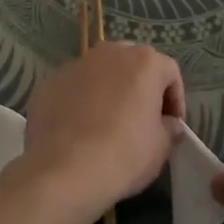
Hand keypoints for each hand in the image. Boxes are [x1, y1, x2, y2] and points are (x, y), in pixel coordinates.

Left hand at [13, 43, 185, 216]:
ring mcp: (75, 64)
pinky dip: (80, 101)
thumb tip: (167, 124)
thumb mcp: (161, 147)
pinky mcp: (48, 82)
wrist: (63, 171)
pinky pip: (74, 88)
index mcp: (143, 62)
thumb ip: (169, 128)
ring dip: (109, 91)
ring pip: (100, 73)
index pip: (169, 73)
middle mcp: (109, 52)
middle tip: (141, 119)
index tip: (171, 125)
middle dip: (140, 88)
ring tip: (107, 124)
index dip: (175, 99)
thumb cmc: (123, 154)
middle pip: (133, 65)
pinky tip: (79, 130)